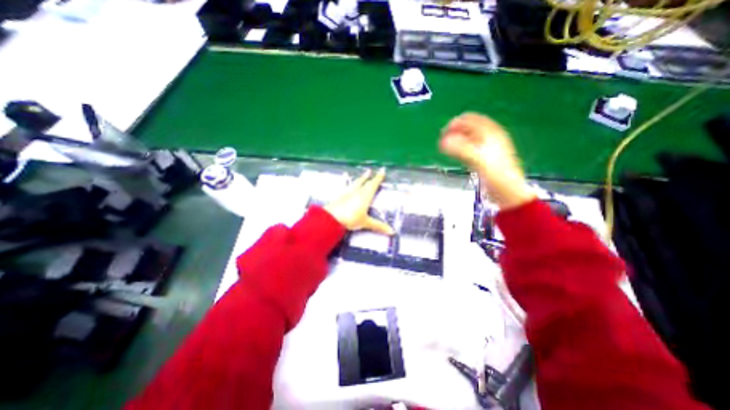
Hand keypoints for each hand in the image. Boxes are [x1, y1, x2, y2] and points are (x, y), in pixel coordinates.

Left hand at [325, 167, 394, 232]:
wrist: (332, 218)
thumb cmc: (351, 219)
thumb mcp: (366, 223)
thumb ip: (378, 226)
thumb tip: (392, 232)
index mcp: (366, 196)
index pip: (374, 184)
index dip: (379, 178)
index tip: (382, 170)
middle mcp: (357, 191)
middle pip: (365, 182)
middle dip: (369, 176)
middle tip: (371, 170)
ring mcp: (348, 192)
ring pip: (356, 182)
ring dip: (360, 178)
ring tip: (363, 173)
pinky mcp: (340, 195)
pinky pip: (346, 186)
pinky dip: (347, 181)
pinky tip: (344, 178)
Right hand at [439, 112, 533, 209]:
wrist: (507, 191)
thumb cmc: (495, 174)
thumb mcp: (477, 159)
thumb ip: (460, 149)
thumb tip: (442, 142)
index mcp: (490, 132)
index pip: (470, 119)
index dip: (455, 124)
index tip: (442, 134)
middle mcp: (490, 136)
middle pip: (468, 127)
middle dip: (454, 131)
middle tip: (442, 141)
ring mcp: (488, 147)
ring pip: (468, 137)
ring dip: (456, 139)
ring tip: (445, 146)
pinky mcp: (485, 157)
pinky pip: (470, 146)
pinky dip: (460, 147)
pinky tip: (456, 153)